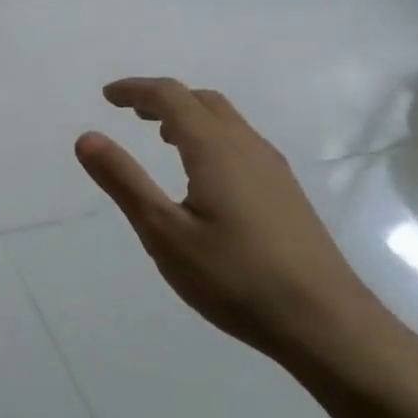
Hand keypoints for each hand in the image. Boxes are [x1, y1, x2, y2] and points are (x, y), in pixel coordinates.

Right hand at [75, 78, 388, 366]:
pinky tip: (204, 175)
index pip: (170, 96)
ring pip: (226, 121)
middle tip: (132, 113)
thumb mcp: (164, 233)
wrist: (331, 328)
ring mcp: (273, 170)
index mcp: (215, 148)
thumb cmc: (238, 278)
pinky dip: (211, 137)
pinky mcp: (287, 195)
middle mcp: (247, 147)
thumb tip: (86, 137)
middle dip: (163, 98)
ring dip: (189, 116)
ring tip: (162, 138)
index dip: (136, 90)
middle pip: (201, 100)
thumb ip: (123, 181)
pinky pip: (241, 143)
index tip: (107, 96)